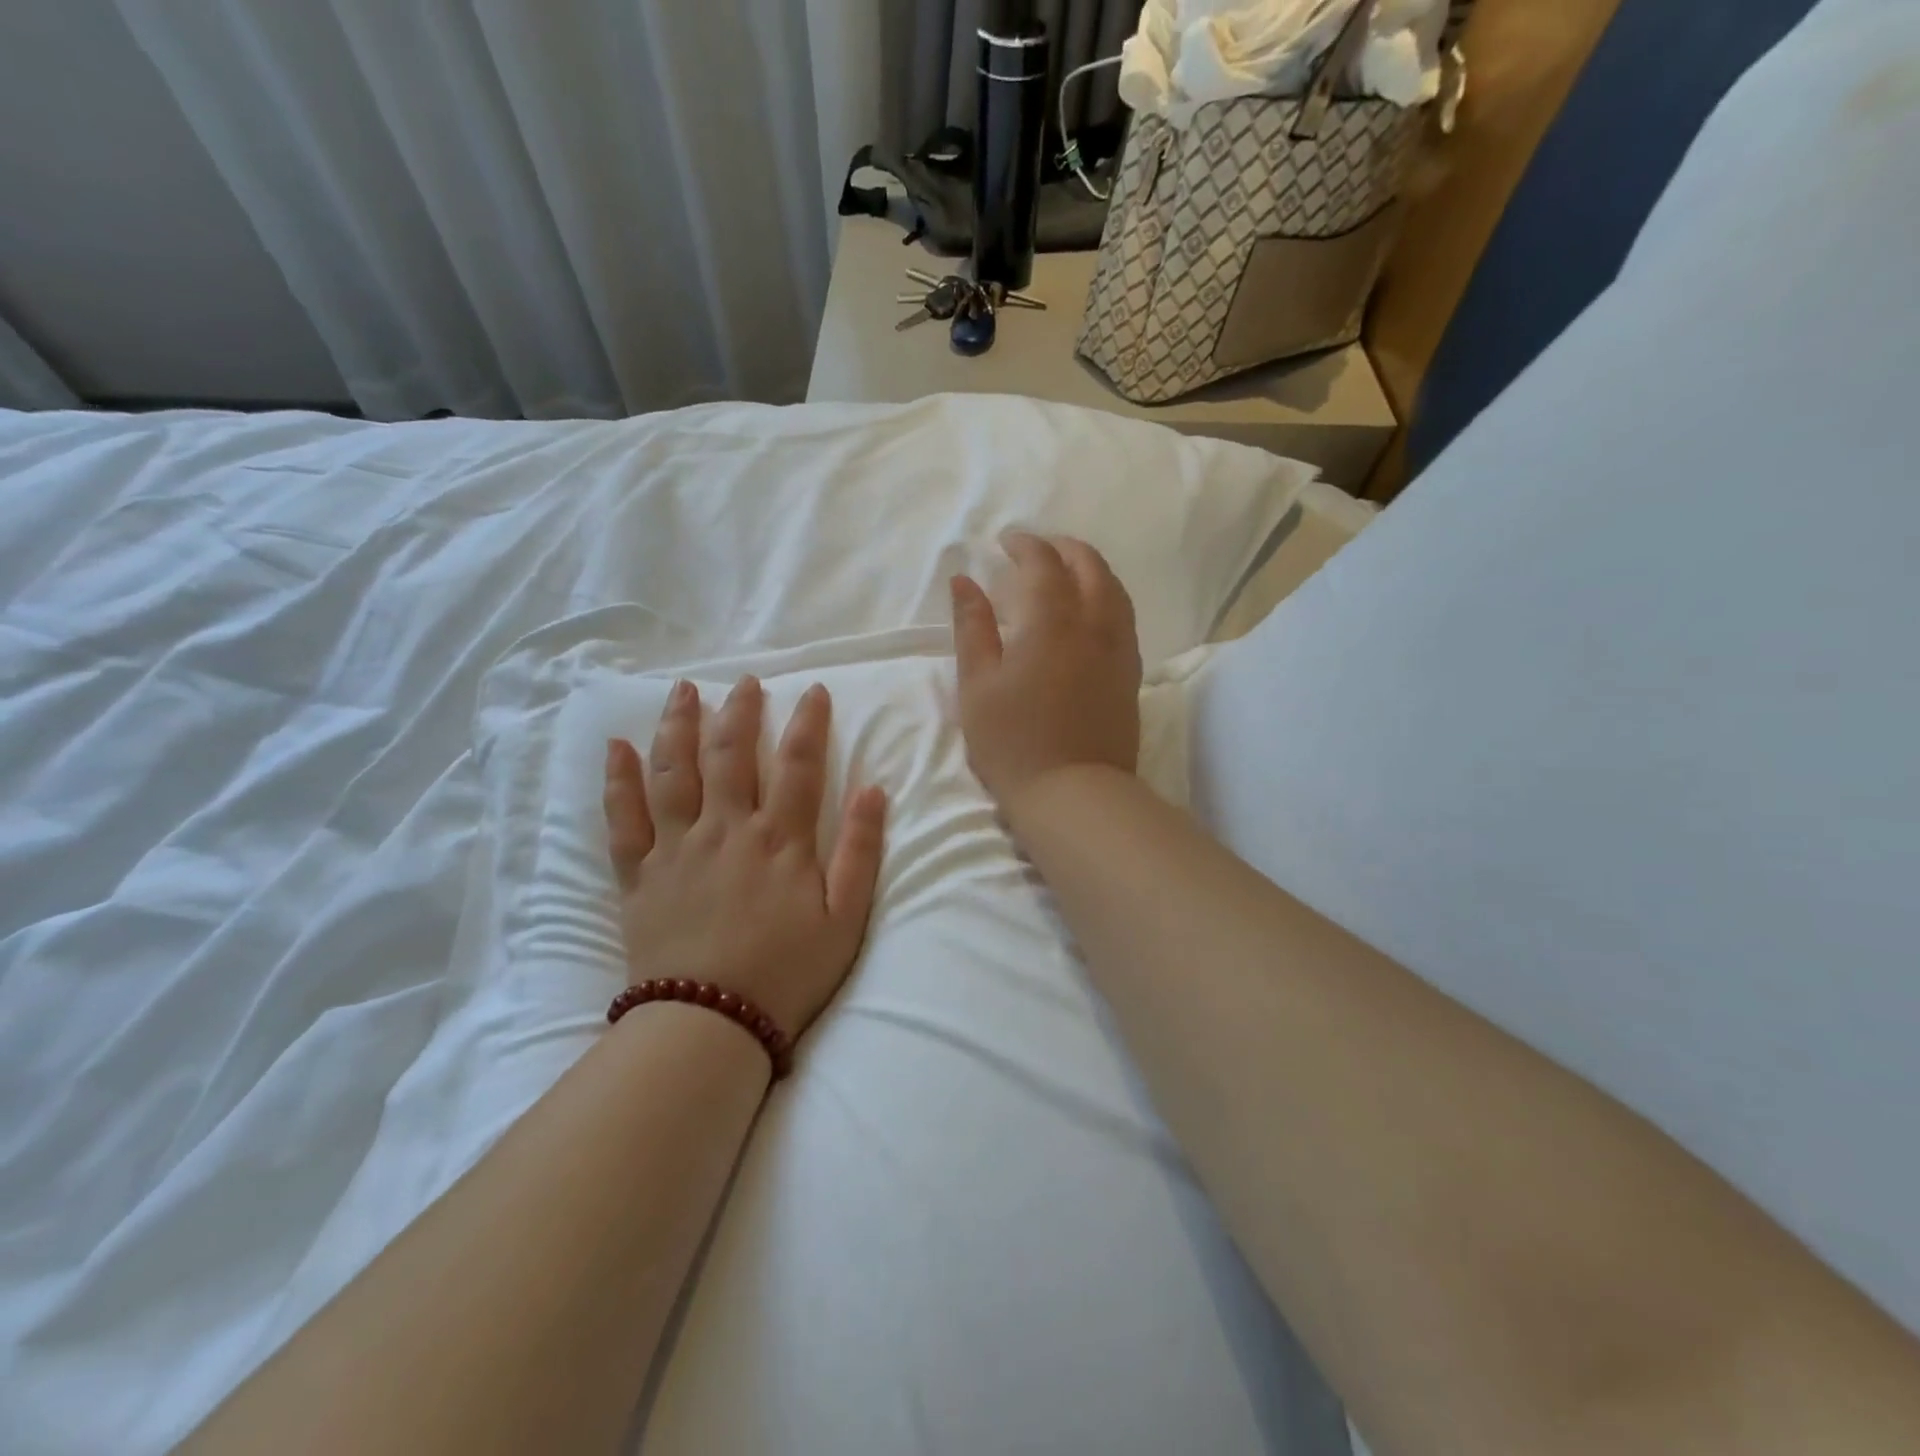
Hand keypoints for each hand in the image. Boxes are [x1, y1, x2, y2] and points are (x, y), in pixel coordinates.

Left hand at [602, 677, 886, 1037]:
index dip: (809, 722)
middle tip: (746, 681)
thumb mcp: (845, 918)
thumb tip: (874, 790)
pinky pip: (623, 818)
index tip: (815, 690)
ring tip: (683, 691)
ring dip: (679, 725)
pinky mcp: (640, 873)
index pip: (799, 763)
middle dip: (741, 710)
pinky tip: (616, 747)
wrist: (710, 1023)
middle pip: (732, 753)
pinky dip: (618, 780)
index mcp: (780, 839)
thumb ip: (861, 851)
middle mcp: (727, 829)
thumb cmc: (787, 972)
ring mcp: (677, 847)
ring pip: (675, 771)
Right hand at [951, 532, 1141, 816]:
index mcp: (1052, 623)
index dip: (1026, 545)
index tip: (1006, 541)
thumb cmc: (1013, 742)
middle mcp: (1094, 625)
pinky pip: (1124, 616)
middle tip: (1037, 549)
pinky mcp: (1130, 674)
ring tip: (1068, 570)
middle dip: (1063, 548)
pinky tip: (1091, 610)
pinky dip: (1107, 596)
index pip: (1044, 564)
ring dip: (1091, 568)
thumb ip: (972, 627)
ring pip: (1114, 589)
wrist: (1072, 794)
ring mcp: (1119, 649)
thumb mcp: (977, 685)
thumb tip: (964, 580)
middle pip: (1089, 566)